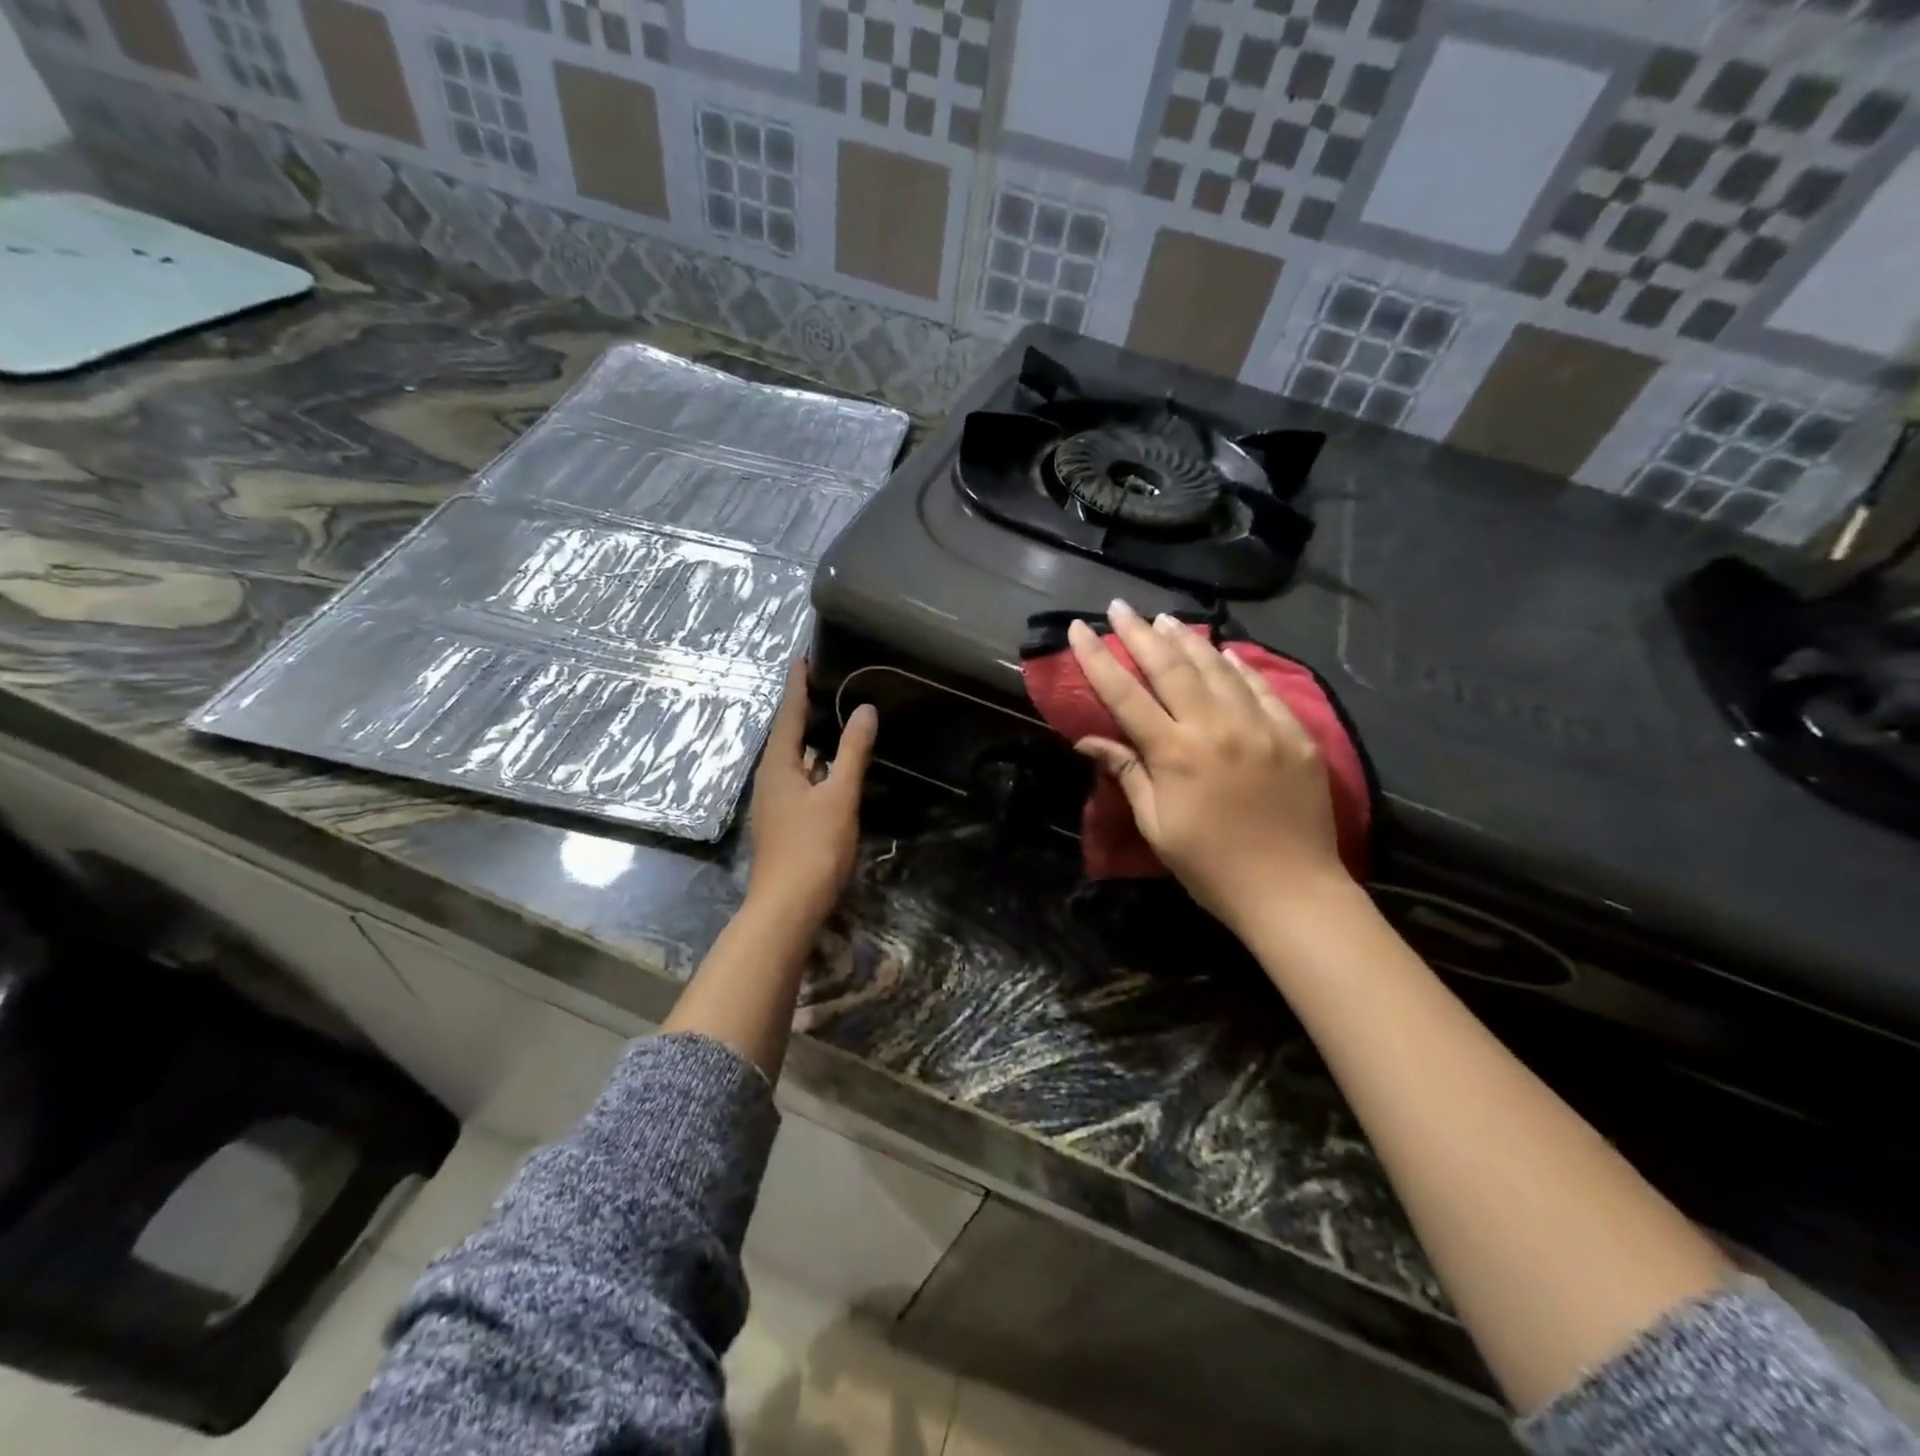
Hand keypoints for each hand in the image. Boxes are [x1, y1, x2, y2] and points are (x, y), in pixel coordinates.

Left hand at [745, 663, 877, 926]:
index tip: (803, 657)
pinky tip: (833, 767)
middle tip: (826, 681)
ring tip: (833, 716)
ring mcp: (775, 803)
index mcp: (778, 767)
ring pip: (794, 760)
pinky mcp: (785, 822)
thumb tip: (864, 709)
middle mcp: (770, 780)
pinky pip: (801, 780)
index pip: (788, 714)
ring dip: (811, 738)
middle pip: (787, 735)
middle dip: (804, 709)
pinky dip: (817, 765)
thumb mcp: (839, 796)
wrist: (788, 907)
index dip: (797, 685)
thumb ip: (852, 752)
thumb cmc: (813, 847)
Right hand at [1068, 600, 1348, 933]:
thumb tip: (1088, 739)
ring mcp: (1260, 725)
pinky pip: (1260, 687)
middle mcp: (1215, 727)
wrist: (1291, 890)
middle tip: (1120, 606)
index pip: (1125, 694)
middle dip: (1139, 634)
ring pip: (1216, 667)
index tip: (1078, 628)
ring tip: (1164, 619)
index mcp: (1174, 753)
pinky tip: (1222, 650)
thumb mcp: (1156, 825)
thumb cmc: (1210, 866)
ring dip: (1186, 639)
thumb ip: (1127, 772)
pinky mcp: (1294, 733)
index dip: (1097, 659)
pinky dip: (1237, 665)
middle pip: (1170, 667)